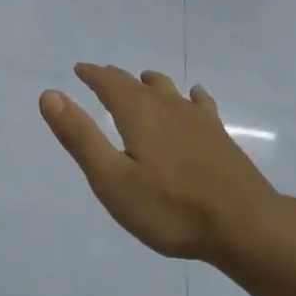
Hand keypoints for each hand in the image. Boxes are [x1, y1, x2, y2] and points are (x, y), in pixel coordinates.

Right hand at [39, 66, 277, 261]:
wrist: (246, 226)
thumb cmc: (170, 208)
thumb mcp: (111, 179)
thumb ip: (80, 136)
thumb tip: (49, 94)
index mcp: (138, 113)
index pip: (109, 83)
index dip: (92, 74)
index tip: (79, 69)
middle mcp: (167, 106)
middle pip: (137, 83)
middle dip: (116, 79)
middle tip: (101, 77)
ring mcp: (198, 119)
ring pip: (168, 90)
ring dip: (149, 84)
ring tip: (141, 82)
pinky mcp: (220, 136)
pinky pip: (199, 103)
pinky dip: (188, 96)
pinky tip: (193, 98)